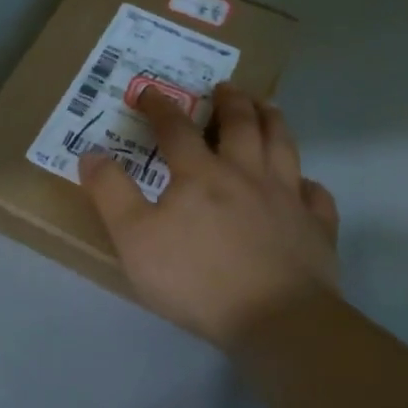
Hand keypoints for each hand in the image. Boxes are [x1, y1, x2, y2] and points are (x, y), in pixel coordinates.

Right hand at [79, 84, 338, 349]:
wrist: (277, 320)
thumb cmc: (197, 279)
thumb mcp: (134, 239)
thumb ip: (111, 193)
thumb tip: (90, 152)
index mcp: (201, 174)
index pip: (176, 128)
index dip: (160, 106)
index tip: (148, 91)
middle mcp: (246, 174)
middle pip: (241, 125)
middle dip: (231, 101)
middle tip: (226, 87)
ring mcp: (287, 199)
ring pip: (283, 146)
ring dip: (273, 121)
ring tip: (267, 107)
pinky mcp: (317, 228)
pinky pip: (316, 195)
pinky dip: (309, 183)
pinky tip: (304, 184)